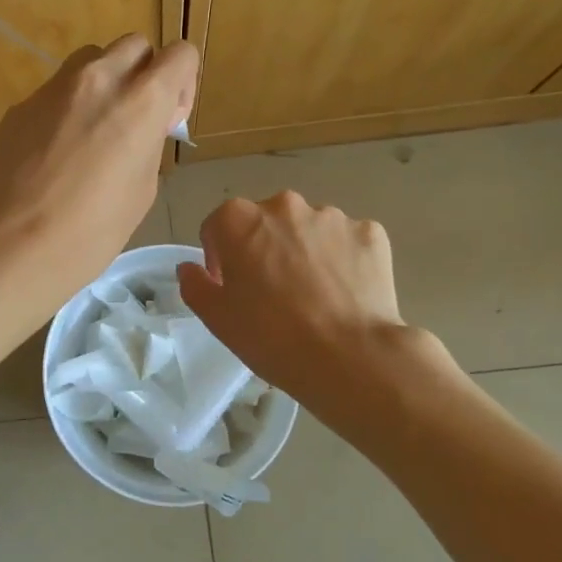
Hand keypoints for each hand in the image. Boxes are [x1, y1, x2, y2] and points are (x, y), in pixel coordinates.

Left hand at [0, 35, 198, 327]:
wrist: (12, 246)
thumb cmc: (91, 232)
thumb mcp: (142, 191)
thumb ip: (148, 143)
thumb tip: (139, 129)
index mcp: (140, 100)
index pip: (180, 53)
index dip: (182, 83)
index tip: (168, 120)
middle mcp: (98, 79)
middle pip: (134, 46)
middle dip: (143, 74)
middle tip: (133, 120)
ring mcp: (53, 88)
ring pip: (91, 60)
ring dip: (103, 82)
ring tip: (93, 130)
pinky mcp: (21, 105)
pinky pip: (55, 91)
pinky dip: (67, 108)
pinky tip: (54, 153)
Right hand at [177, 191, 407, 404]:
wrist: (350, 356)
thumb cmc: (271, 336)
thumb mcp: (217, 318)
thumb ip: (195, 284)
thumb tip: (191, 268)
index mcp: (239, 219)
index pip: (218, 227)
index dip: (220, 257)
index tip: (232, 288)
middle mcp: (284, 205)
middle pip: (265, 222)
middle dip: (264, 248)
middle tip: (273, 293)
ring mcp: (331, 216)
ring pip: (308, 230)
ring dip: (304, 251)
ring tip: (314, 296)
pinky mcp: (370, 232)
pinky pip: (347, 241)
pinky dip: (343, 259)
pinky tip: (345, 293)